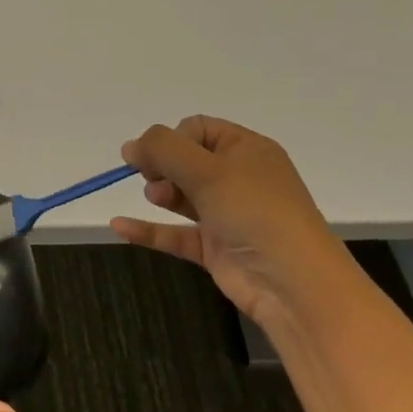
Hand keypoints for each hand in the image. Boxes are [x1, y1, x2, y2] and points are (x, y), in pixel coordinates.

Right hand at [111, 116, 353, 328]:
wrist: (293, 282)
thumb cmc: (254, 212)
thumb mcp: (208, 170)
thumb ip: (163, 150)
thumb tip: (129, 146)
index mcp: (247, 150)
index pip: (198, 129)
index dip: (172, 138)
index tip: (156, 155)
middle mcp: (238, 179)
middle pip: (187, 161)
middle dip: (162, 166)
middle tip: (151, 176)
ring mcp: (227, 215)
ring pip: (182, 196)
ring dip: (160, 193)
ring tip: (155, 197)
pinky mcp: (215, 248)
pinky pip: (175, 233)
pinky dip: (149, 230)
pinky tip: (118, 226)